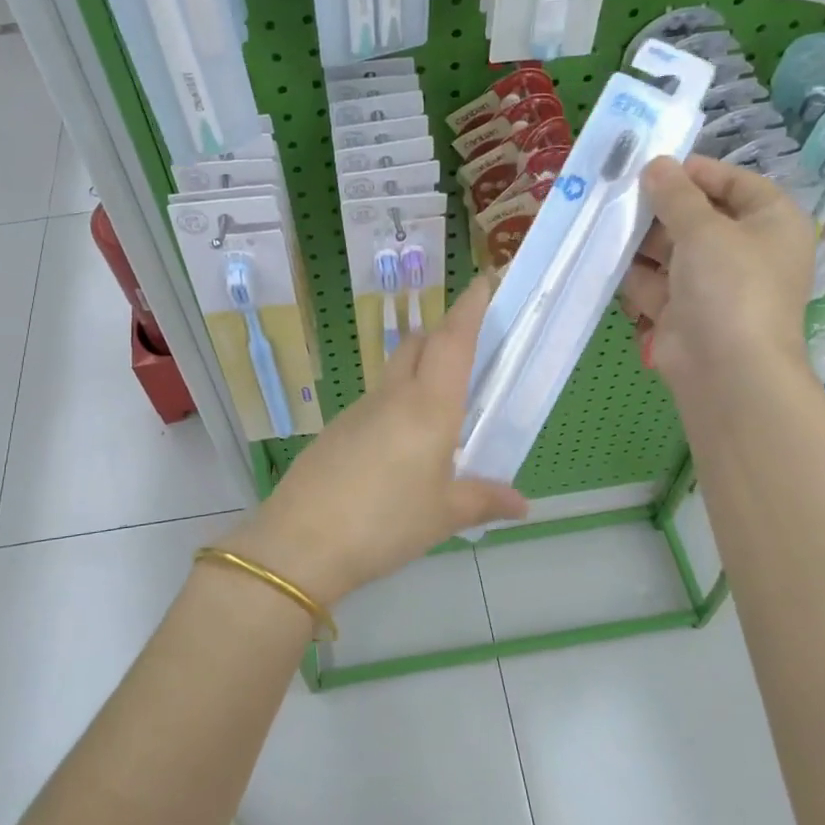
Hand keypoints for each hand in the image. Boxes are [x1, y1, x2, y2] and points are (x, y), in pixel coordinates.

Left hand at [216, 275, 527, 606]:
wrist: (301, 542)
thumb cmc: (386, 523)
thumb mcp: (444, 516)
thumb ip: (484, 500)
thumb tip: (522, 504)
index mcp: (429, 406)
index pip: (452, 340)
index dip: (470, 308)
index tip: (484, 281)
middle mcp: (393, 396)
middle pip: (419, 344)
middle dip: (444, 333)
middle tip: (470, 349)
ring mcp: (359, 410)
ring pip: (395, 372)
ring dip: (419, 371)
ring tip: (442, 407)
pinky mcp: (337, 430)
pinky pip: (376, 403)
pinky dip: (397, 404)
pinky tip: (402, 446)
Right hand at [619, 155, 815, 388]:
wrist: (726, 369)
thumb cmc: (730, 286)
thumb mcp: (704, 228)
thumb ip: (676, 195)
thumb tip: (656, 165)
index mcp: (772, 224)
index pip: (736, 183)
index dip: (698, 173)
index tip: (656, 167)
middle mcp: (746, 251)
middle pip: (698, 217)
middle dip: (660, 210)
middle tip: (620, 195)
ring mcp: (713, 285)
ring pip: (671, 251)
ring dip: (641, 242)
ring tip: (606, 224)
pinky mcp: (683, 311)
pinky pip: (655, 283)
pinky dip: (634, 276)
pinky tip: (606, 260)